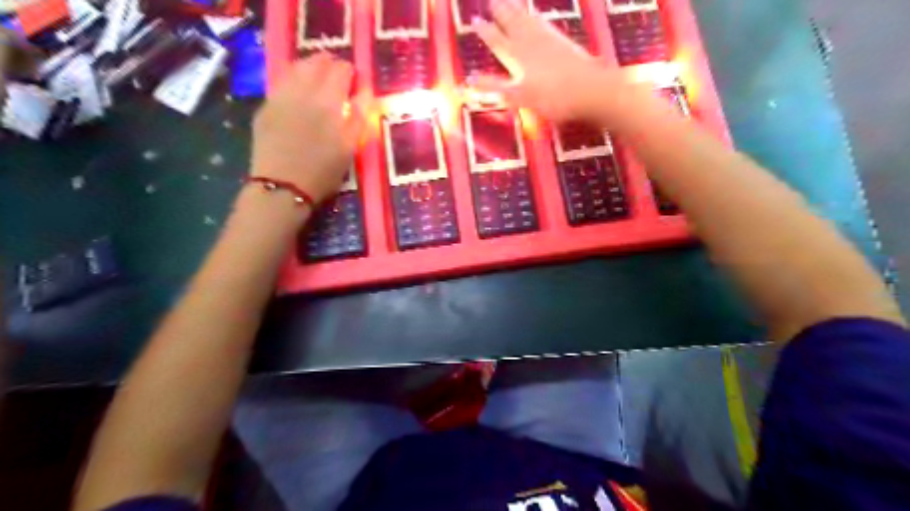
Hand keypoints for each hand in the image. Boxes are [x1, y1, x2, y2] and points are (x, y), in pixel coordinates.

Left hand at [249, 52, 364, 202]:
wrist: (282, 187)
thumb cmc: (324, 172)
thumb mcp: (350, 147)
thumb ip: (359, 116)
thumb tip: (365, 92)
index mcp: (328, 101)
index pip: (341, 71)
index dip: (351, 73)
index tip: (355, 82)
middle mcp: (303, 90)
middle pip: (317, 62)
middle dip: (330, 66)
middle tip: (338, 79)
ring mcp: (280, 96)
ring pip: (296, 68)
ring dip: (310, 69)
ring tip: (318, 81)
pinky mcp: (266, 107)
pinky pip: (281, 82)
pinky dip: (293, 80)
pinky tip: (298, 93)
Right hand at [478, 0, 634, 124]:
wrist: (590, 89)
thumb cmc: (552, 98)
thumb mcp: (520, 97)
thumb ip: (494, 88)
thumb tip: (470, 80)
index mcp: (518, 57)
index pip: (498, 42)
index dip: (486, 32)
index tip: (475, 21)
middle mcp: (530, 43)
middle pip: (512, 24)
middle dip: (500, 13)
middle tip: (492, 1)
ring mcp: (548, 39)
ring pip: (527, 20)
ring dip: (516, 10)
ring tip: (508, 0)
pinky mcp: (562, 41)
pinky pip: (543, 23)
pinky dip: (535, 16)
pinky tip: (535, 14)